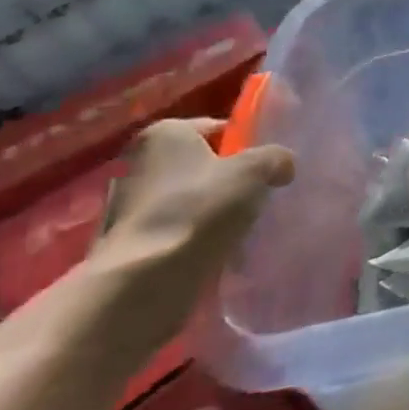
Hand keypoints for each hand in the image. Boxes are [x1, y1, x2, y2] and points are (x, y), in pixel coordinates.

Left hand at [84, 118, 294, 353]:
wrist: (144, 282)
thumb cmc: (199, 209)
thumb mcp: (255, 170)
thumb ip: (275, 158)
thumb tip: (282, 166)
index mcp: (163, 134)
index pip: (214, 128)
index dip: (244, 144)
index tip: (264, 165)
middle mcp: (136, 163)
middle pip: (198, 165)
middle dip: (225, 179)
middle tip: (256, 195)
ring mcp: (126, 207)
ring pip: (186, 200)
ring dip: (209, 212)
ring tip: (240, 228)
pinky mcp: (126, 245)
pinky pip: (173, 232)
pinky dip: (193, 238)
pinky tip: (216, 251)